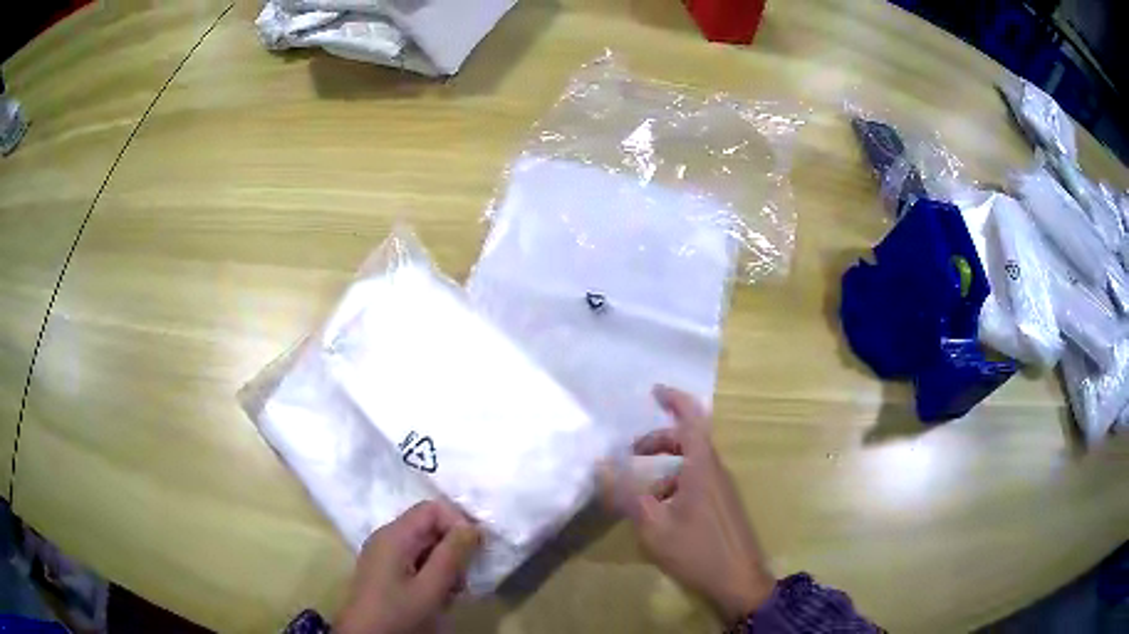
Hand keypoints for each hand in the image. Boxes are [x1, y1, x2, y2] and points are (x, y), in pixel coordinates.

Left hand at [335, 501, 480, 633]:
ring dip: (445, 565)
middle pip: (428, 526)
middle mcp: (386, 537)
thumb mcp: (430, 588)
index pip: (432, 509)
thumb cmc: (398, 613)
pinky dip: (432, 574)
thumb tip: (472, 526)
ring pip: (425, 546)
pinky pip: (415, 560)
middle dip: (453, 548)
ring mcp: (384, 554)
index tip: (475, 551)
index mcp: (394, 535)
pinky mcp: (385, 571)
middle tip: (463, 578)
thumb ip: (452, 555)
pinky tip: (437, 596)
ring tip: (451, 592)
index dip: (457, 523)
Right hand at [602, 386, 775, 622]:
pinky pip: (698, 482)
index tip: (654, 391)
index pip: (692, 419)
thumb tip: (602, 466)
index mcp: (702, 468)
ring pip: (692, 465)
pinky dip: (676, 486)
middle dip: (659, 440)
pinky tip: (660, 514)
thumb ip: (628, 495)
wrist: (739, 581)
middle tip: (632, 451)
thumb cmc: (697, 550)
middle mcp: (716, 471)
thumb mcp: (654, 526)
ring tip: (640, 495)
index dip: (675, 400)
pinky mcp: (724, 505)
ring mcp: (723, 489)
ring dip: (665, 470)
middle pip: (689, 441)